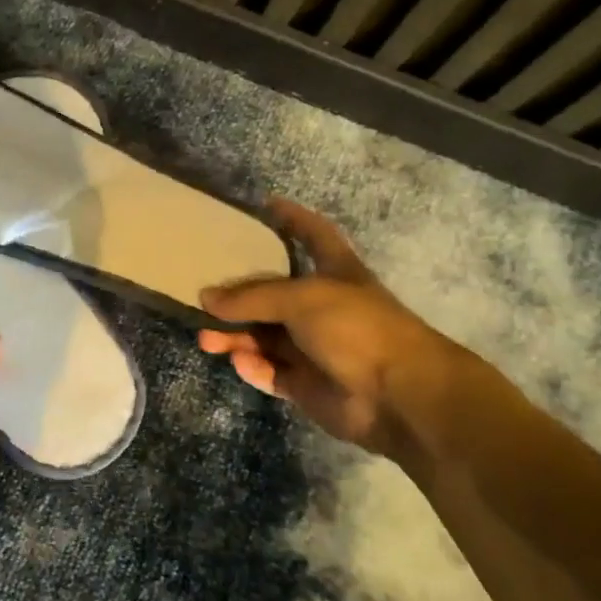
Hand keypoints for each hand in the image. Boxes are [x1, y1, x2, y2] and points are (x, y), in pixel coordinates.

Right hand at [198, 198, 456, 461]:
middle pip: (273, 295)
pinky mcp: (307, 385)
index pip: (314, 235)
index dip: (293, 218)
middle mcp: (324, 308)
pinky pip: (271, 371)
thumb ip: (251, 297)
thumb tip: (205, 298)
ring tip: (206, 339)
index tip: (265, 204)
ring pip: (265, 337)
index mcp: (335, 273)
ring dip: (236, 336)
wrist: (399, 396)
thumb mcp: (301, 298)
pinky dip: (253, 367)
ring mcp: (315, 348)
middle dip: (239, 295)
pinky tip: (239, 362)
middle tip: (202, 295)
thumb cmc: (356, 328)